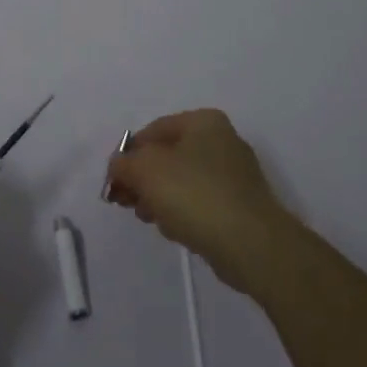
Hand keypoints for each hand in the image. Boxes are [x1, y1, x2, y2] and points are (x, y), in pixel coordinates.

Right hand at [105, 109, 294, 295]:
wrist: (252, 245)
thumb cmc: (195, 195)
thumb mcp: (146, 170)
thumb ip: (124, 163)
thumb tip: (118, 166)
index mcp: (203, 121)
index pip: (153, 130)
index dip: (128, 154)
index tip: (114, 181)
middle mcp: (222, 140)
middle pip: (168, 156)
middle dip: (143, 179)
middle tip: (126, 202)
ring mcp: (235, 175)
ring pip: (183, 181)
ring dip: (160, 198)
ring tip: (149, 218)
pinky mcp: (241, 206)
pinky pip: (201, 203)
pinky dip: (184, 212)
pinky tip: (175, 230)